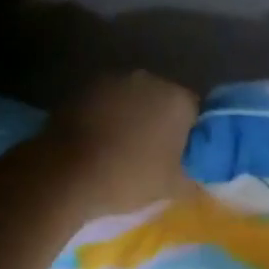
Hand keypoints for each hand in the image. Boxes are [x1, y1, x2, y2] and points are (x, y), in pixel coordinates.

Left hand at [39, 71, 200, 221]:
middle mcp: (150, 80)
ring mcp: (115, 80)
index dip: (186, 135)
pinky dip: (104, 114)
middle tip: (149, 152)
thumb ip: (195, 180)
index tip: (176, 156)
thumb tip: (203, 180)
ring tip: (118, 146)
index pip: (193, 112)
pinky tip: (96, 139)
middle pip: (162, 99)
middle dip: (158, 120)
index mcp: (178, 100)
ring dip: (130, 114)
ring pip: (132, 97)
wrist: (64, 173)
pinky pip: (105, 100)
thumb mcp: (171, 188)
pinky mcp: (85, 87)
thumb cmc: (127, 177)